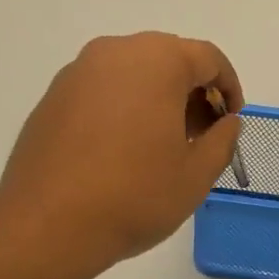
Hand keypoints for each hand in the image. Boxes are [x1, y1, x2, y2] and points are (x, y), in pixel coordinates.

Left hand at [0, 32, 243, 278]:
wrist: (47, 225)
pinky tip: (123, 150)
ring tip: (162, 145)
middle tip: (200, 136)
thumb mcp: (196, 175)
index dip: (229, 89)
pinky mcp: (52, 97)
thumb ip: (223, 140)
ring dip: (157, 99)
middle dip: (192, 93)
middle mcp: (115, 53)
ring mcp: (77, 72)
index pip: (208, 59)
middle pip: (168, 59)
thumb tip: (226, 122)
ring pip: (132, 73)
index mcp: (157, 61)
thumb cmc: (134, 196)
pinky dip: (123, 107)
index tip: (231, 122)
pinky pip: (102, 90)